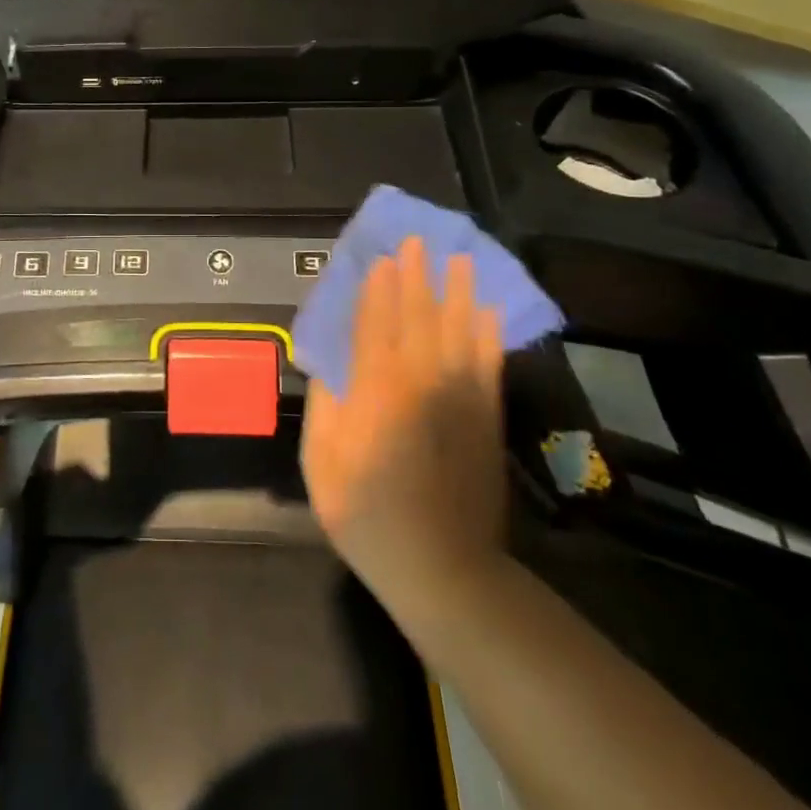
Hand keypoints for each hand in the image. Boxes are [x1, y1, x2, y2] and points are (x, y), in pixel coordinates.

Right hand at [301, 236, 507, 608]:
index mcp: (376, 391)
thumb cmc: (367, 515)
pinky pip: (488, 363)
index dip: (377, 288)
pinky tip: (488, 312)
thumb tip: (328, 363)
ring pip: (458, 330)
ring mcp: (459, 397)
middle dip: (416, 276)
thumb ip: (325, 406)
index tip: (381, 257)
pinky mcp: (485, 417)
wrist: (442, 568)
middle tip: (417, 241)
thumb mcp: (321, 464)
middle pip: (418, 316)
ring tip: (459, 259)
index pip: (375, 324)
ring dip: (457, 292)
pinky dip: (489, 334)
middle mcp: (420, 381)